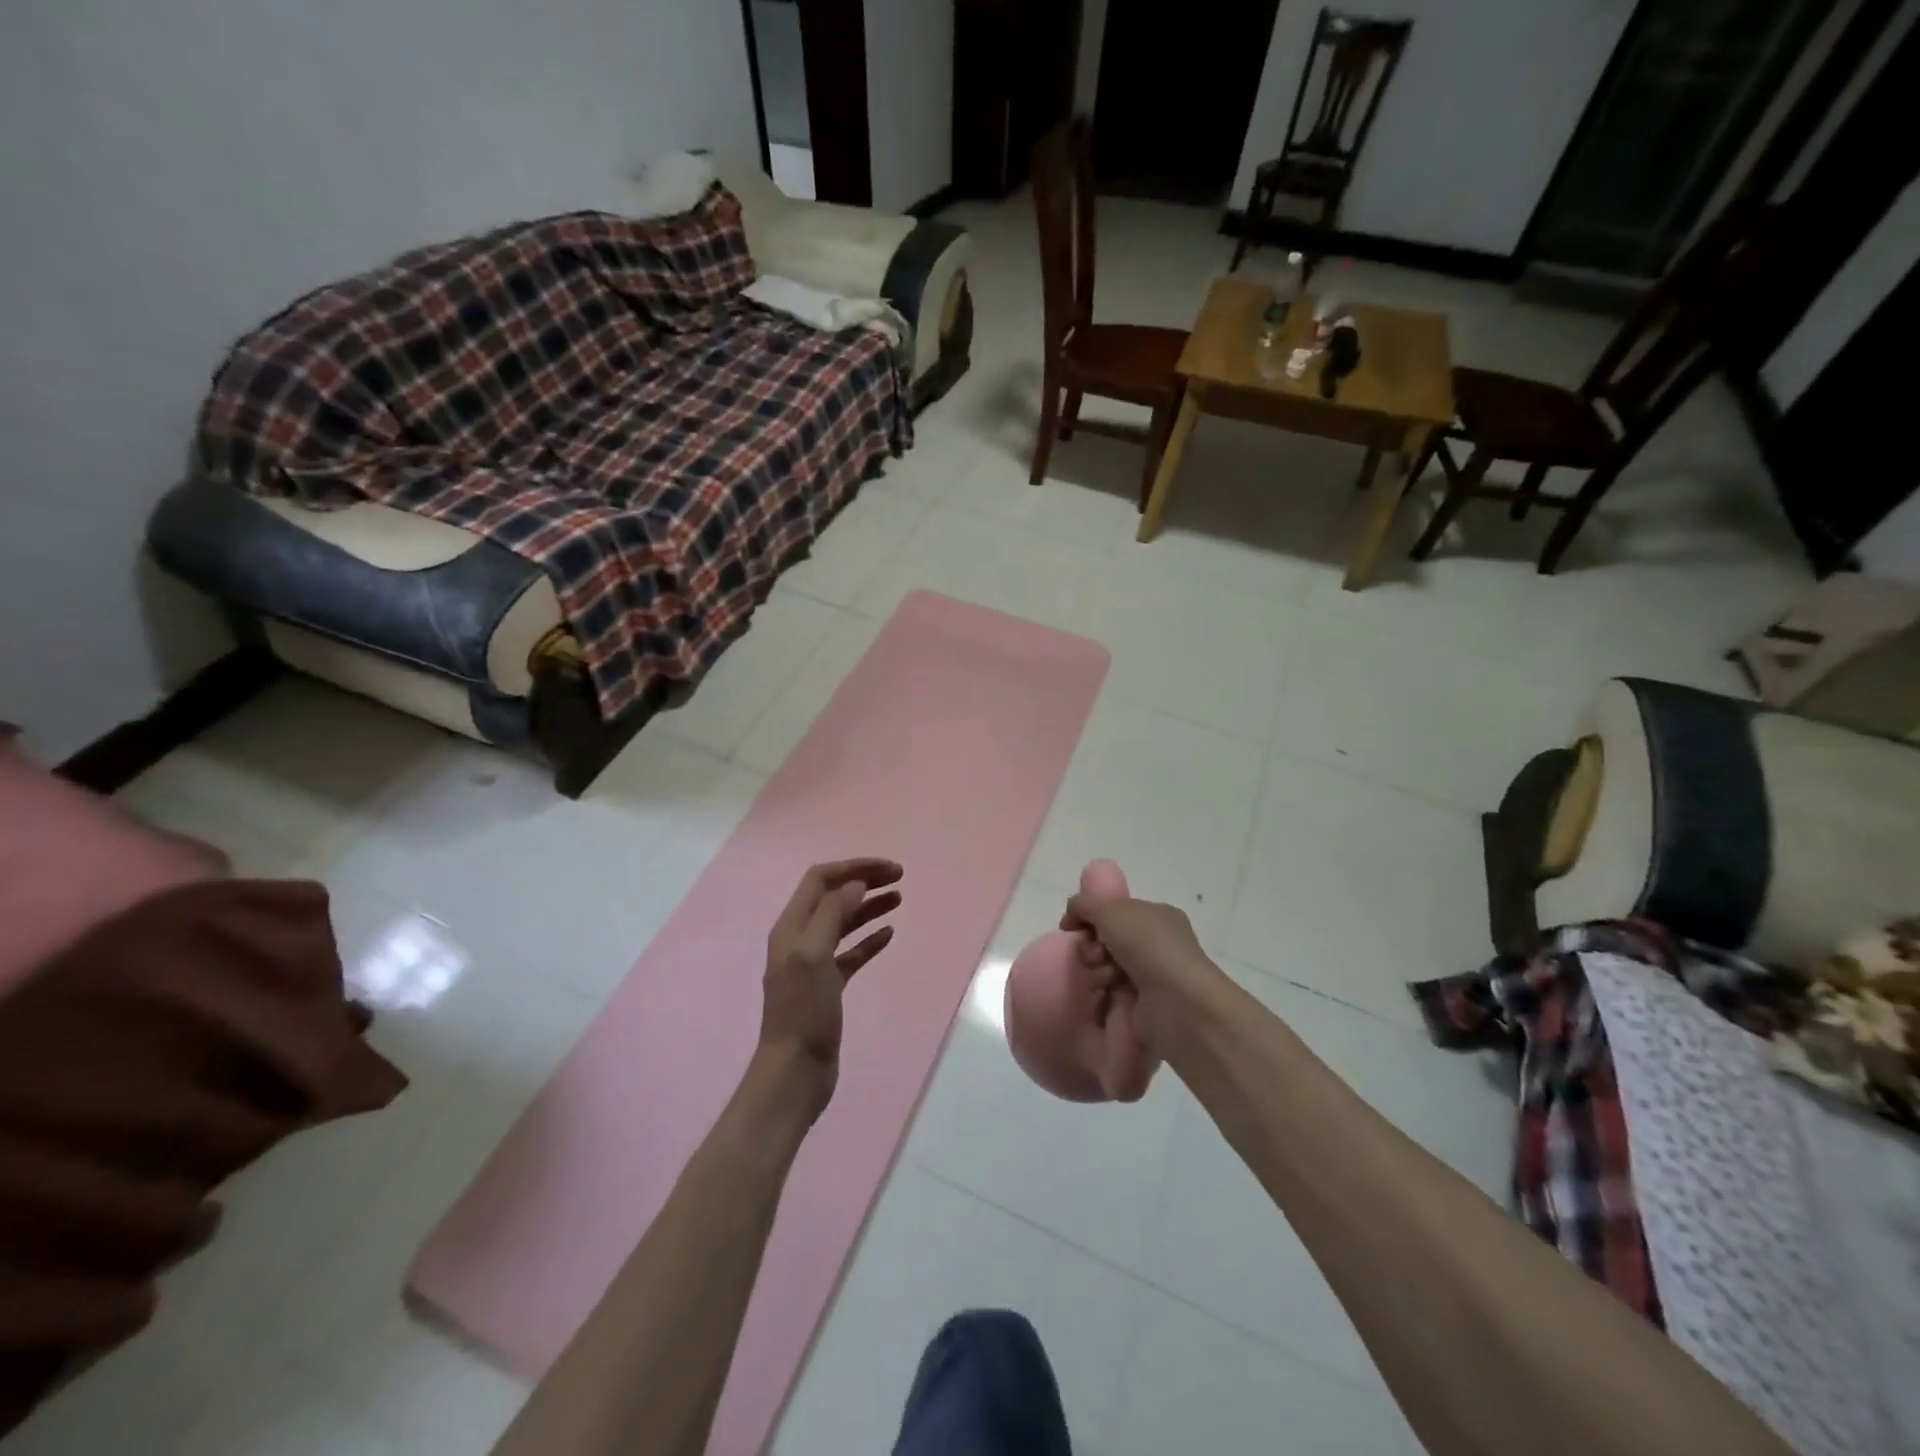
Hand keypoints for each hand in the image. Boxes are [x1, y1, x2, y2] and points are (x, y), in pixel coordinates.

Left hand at [760, 858, 902, 1116]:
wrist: (795, 1072)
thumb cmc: (804, 1012)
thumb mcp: (814, 955)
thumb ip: (833, 914)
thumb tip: (856, 884)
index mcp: (791, 927)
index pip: (820, 880)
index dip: (853, 868)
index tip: (888, 869)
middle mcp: (799, 939)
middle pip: (833, 897)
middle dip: (864, 882)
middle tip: (899, 878)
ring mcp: (813, 964)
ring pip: (844, 923)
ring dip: (869, 907)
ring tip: (899, 899)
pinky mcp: (828, 988)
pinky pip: (851, 953)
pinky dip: (869, 940)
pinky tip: (889, 935)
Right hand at [1061, 891, 1220, 1047]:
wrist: (1175, 1001)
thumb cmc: (1146, 945)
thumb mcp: (1109, 909)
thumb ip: (1084, 904)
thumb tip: (1072, 914)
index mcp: (1157, 915)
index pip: (1115, 911)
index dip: (1091, 917)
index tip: (1073, 926)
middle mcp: (1158, 944)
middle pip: (1107, 940)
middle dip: (1092, 946)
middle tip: (1095, 955)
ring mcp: (1153, 977)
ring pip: (1105, 967)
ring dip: (1096, 970)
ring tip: (1105, 979)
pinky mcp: (1145, 1007)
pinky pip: (1111, 995)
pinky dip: (1103, 995)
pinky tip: (1106, 996)